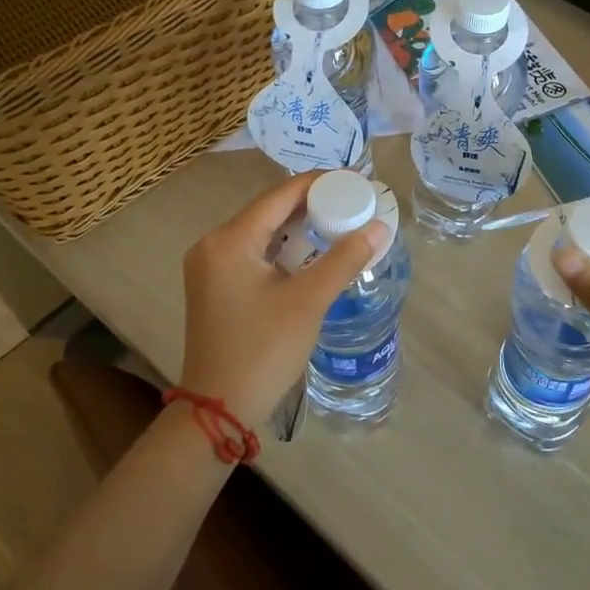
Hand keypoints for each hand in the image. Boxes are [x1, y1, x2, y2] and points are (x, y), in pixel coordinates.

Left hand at [180, 172, 382, 431]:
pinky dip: (283, 248)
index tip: (355, 180)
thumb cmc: (263, 350)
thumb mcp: (308, 301)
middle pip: (269, 210)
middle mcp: (213, 245)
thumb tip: (380, 227)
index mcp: (229, 240)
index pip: (280, 195)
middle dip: (312, 204)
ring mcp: (209, 267)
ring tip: (340, 223)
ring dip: (299, 227)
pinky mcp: (214, 286)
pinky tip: (311, 252)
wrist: (218, 409)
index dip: (320, 183)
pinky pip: (254, 252)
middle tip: (354, 203)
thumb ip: (345, 259)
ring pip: (262, 232)